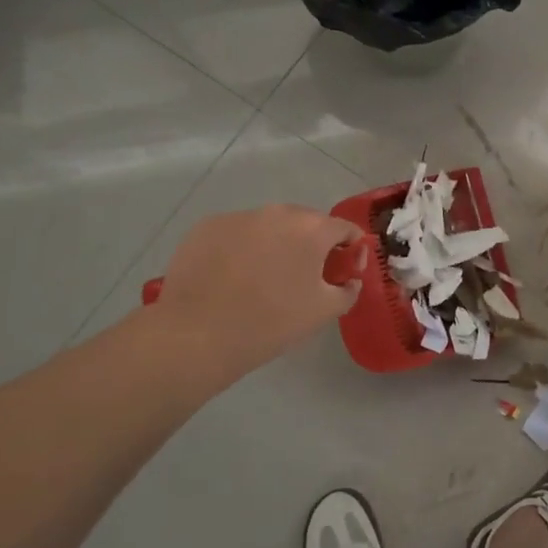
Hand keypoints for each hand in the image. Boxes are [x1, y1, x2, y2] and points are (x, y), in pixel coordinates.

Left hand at [142, 205, 364, 375]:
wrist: (195, 334)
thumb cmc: (270, 322)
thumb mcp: (323, 312)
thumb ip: (348, 290)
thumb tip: (350, 280)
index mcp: (312, 229)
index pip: (345, 228)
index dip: (351, 249)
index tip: (344, 272)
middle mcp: (278, 212)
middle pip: (306, 223)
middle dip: (312, 245)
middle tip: (304, 278)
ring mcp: (239, 216)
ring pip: (269, 226)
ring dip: (275, 245)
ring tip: (262, 279)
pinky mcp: (206, 227)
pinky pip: (236, 233)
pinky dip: (241, 248)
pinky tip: (231, 277)